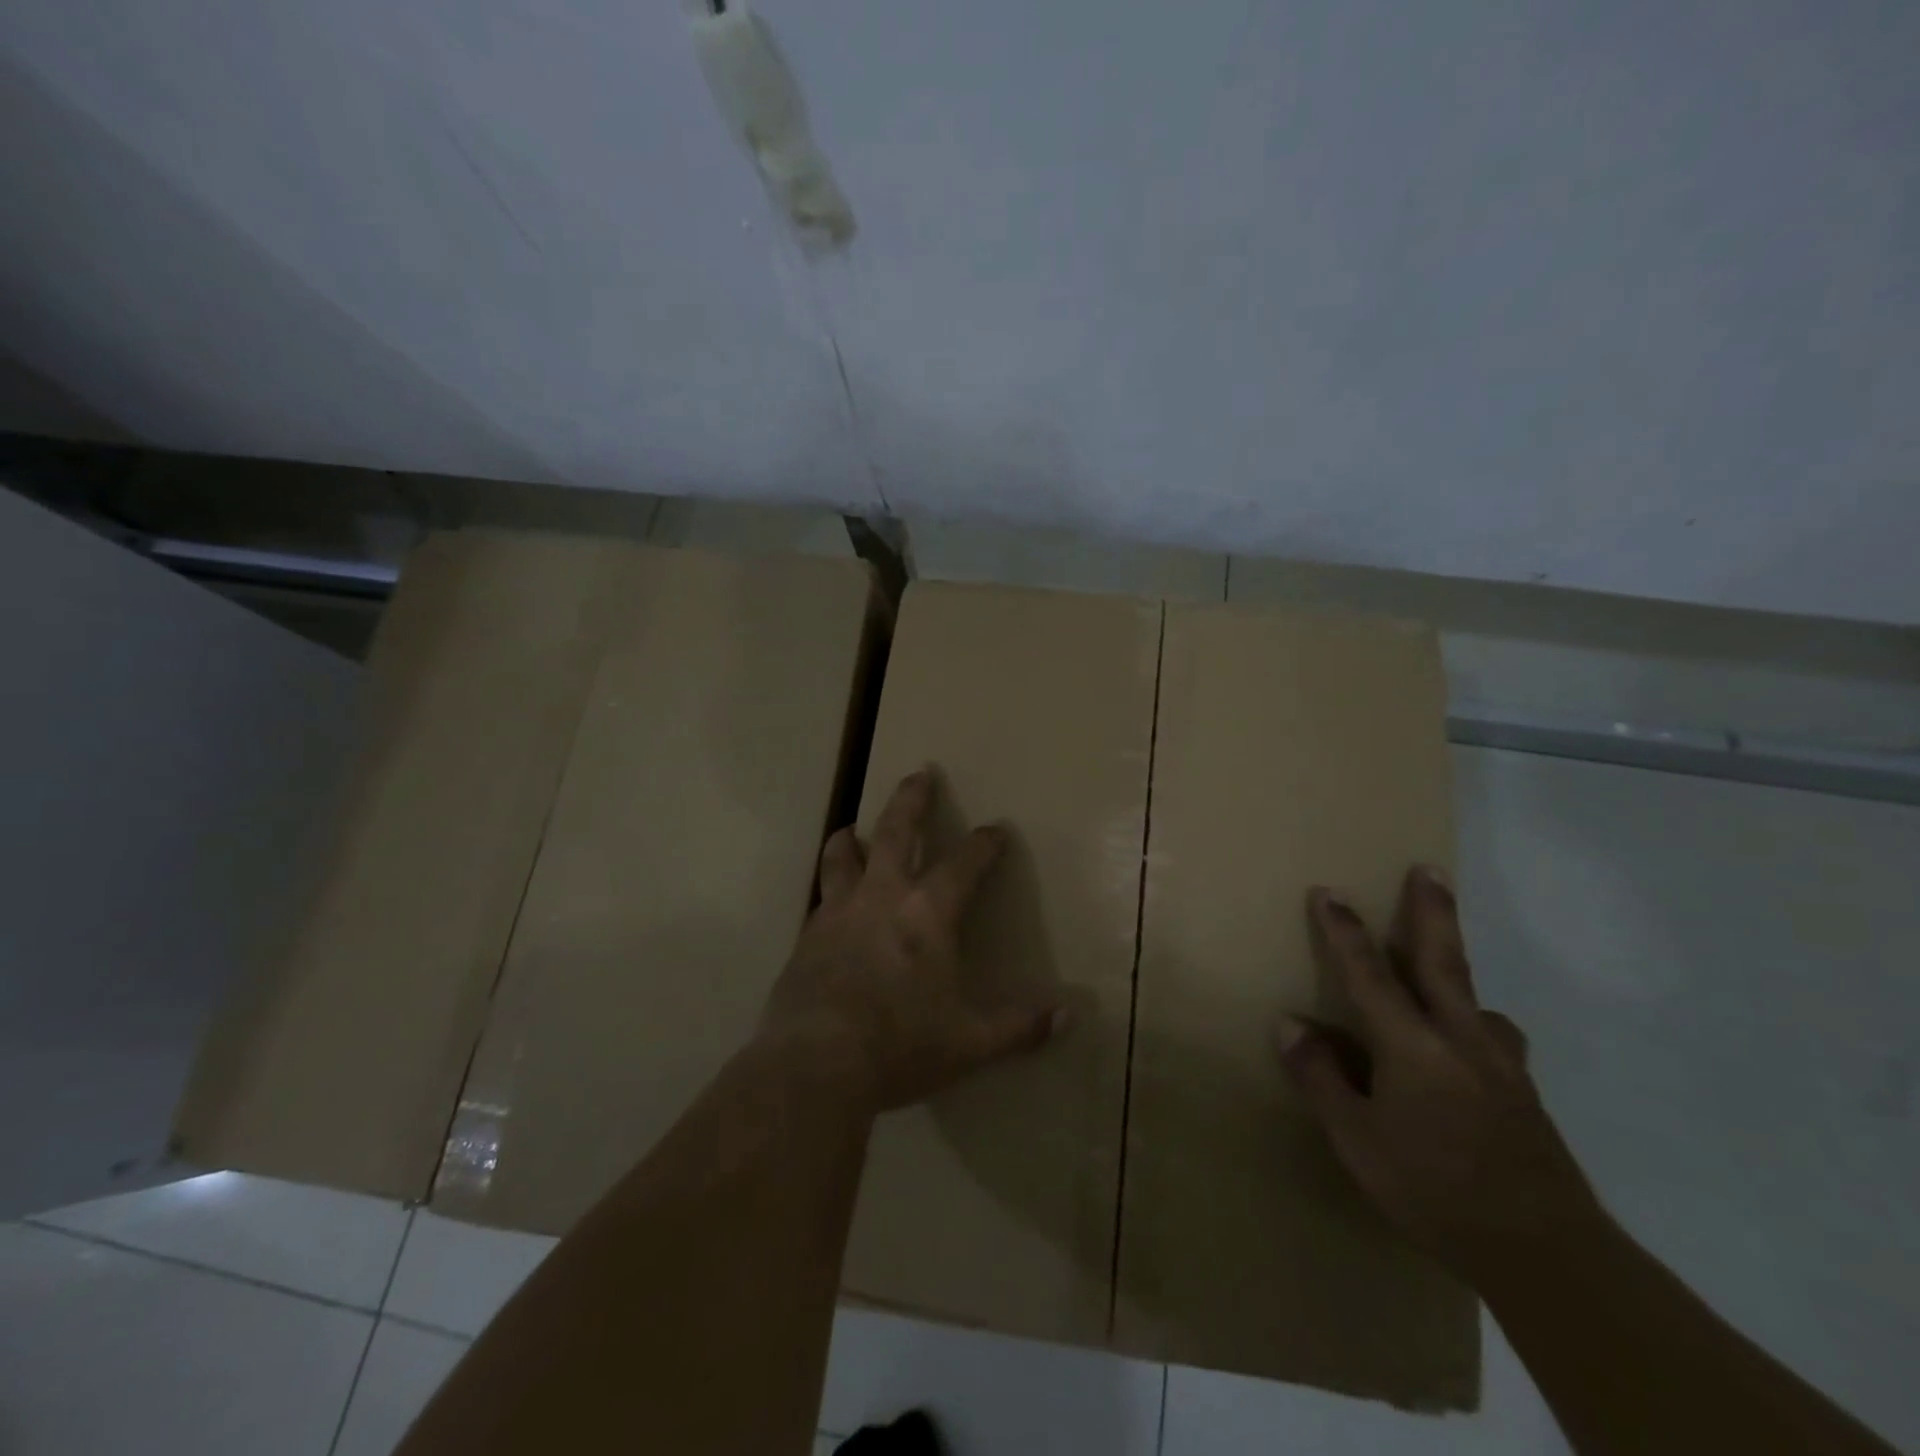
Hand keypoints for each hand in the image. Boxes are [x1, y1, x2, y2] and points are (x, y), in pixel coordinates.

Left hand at [760, 766, 1063, 1113]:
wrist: (815, 1063)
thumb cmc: (901, 1045)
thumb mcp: (970, 1043)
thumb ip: (1019, 1027)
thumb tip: (1069, 1016)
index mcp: (928, 913)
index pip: (965, 864)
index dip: (984, 844)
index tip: (995, 829)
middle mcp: (882, 897)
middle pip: (896, 831)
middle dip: (911, 800)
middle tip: (918, 774)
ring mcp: (839, 912)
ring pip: (843, 856)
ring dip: (851, 837)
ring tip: (851, 828)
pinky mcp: (807, 937)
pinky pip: (820, 898)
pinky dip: (829, 888)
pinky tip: (829, 902)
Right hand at [1275, 867, 1602, 1279]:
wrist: (1548, 1254)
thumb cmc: (1434, 1190)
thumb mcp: (1357, 1140)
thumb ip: (1321, 1077)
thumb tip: (1291, 1023)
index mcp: (1413, 1045)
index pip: (1369, 973)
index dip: (1344, 931)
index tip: (1328, 892)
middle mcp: (1461, 1039)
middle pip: (1443, 961)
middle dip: (1432, 912)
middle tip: (1430, 869)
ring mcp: (1501, 1066)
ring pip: (1478, 1000)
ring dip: (1460, 970)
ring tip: (1449, 967)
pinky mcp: (1525, 1095)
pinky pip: (1496, 1039)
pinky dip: (1480, 1025)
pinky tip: (1475, 1050)